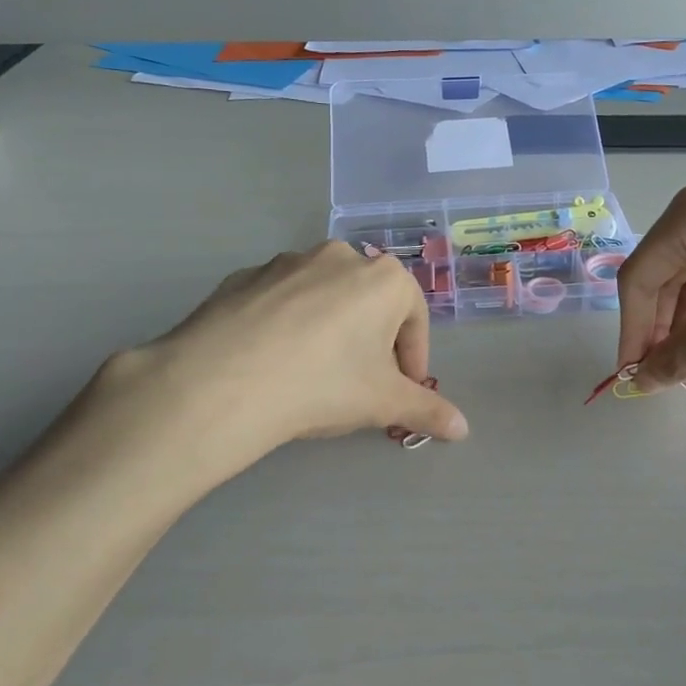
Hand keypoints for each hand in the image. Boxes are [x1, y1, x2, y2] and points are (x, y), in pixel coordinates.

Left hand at [114, 241, 470, 455]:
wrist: (223, 382)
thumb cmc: (323, 384)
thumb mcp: (383, 403)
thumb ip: (427, 411)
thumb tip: (463, 430)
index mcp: (383, 278)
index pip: (414, 318)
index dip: (413, 359)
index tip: (404, 390)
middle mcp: (338, 256)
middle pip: (369, 303)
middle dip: (372, 342)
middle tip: (360, 384)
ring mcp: (286, 262)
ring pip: (323, 297)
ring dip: (329, 329)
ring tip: (312, 374)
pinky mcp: (243, 276)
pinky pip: (279, 301)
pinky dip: (286, 325)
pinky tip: (272, 362)